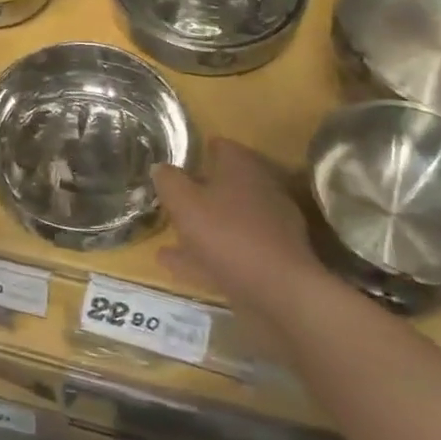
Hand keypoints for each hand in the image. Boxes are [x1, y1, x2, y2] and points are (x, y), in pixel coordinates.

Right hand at [153, 138, 323, 305]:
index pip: (221, 146)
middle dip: (199, 191)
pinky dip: (205, 255)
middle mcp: (261, 191)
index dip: (198, 150)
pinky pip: (230, 251)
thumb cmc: (228, 234)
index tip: (177, 160)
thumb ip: (169, 181)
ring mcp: (269, 228)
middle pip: (226, 184)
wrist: (280, 293)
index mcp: (243, 168)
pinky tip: (177, 265)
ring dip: (201, 226)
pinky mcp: (270, 261)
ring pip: (227, 220)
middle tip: (171, 198)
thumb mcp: (185, 203)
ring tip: (168, 237)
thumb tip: (160, 167)